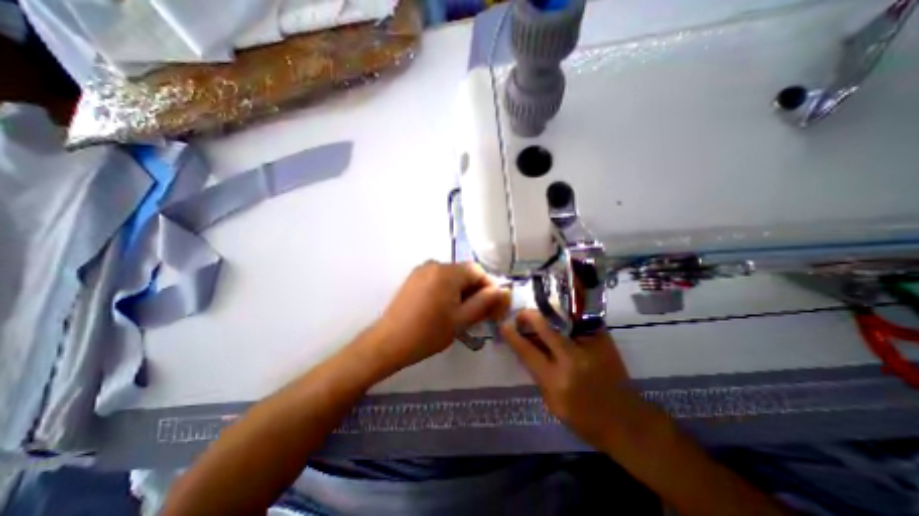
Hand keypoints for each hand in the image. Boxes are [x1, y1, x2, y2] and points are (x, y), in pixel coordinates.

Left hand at [368, 261, 508, 370]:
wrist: (389, 342)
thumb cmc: (428, 333)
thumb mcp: (461, 319)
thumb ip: (485, 302)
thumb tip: (504, 290)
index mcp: (447, 272)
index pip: (478, 271)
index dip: (490, 287)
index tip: (494, 307)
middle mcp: (434, 264)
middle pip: (464, 273)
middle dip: (476, 291)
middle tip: (480, 314)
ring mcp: (422, 270)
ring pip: (452, 277)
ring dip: (462, 292)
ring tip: (462, 314)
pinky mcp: (414, 278)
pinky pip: (438, 279)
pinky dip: (448, 291)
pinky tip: (445, 309)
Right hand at [502, 311, 644, 451]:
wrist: (628, 422)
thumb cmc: (585, 419)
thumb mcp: (552, 403)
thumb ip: (538, 374)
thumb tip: (526, 348)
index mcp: (556, 380)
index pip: (527, 351)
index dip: (513, 336)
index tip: (504, 325)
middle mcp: (572, 360)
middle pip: (545, 327)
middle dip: (529, 316)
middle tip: (522, 314)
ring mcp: (590, 347)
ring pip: (562, 320)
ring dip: (547, 315)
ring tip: (540, 315)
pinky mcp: (604, 341)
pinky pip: (579, 322)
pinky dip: (567, 318)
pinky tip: (562, 318)